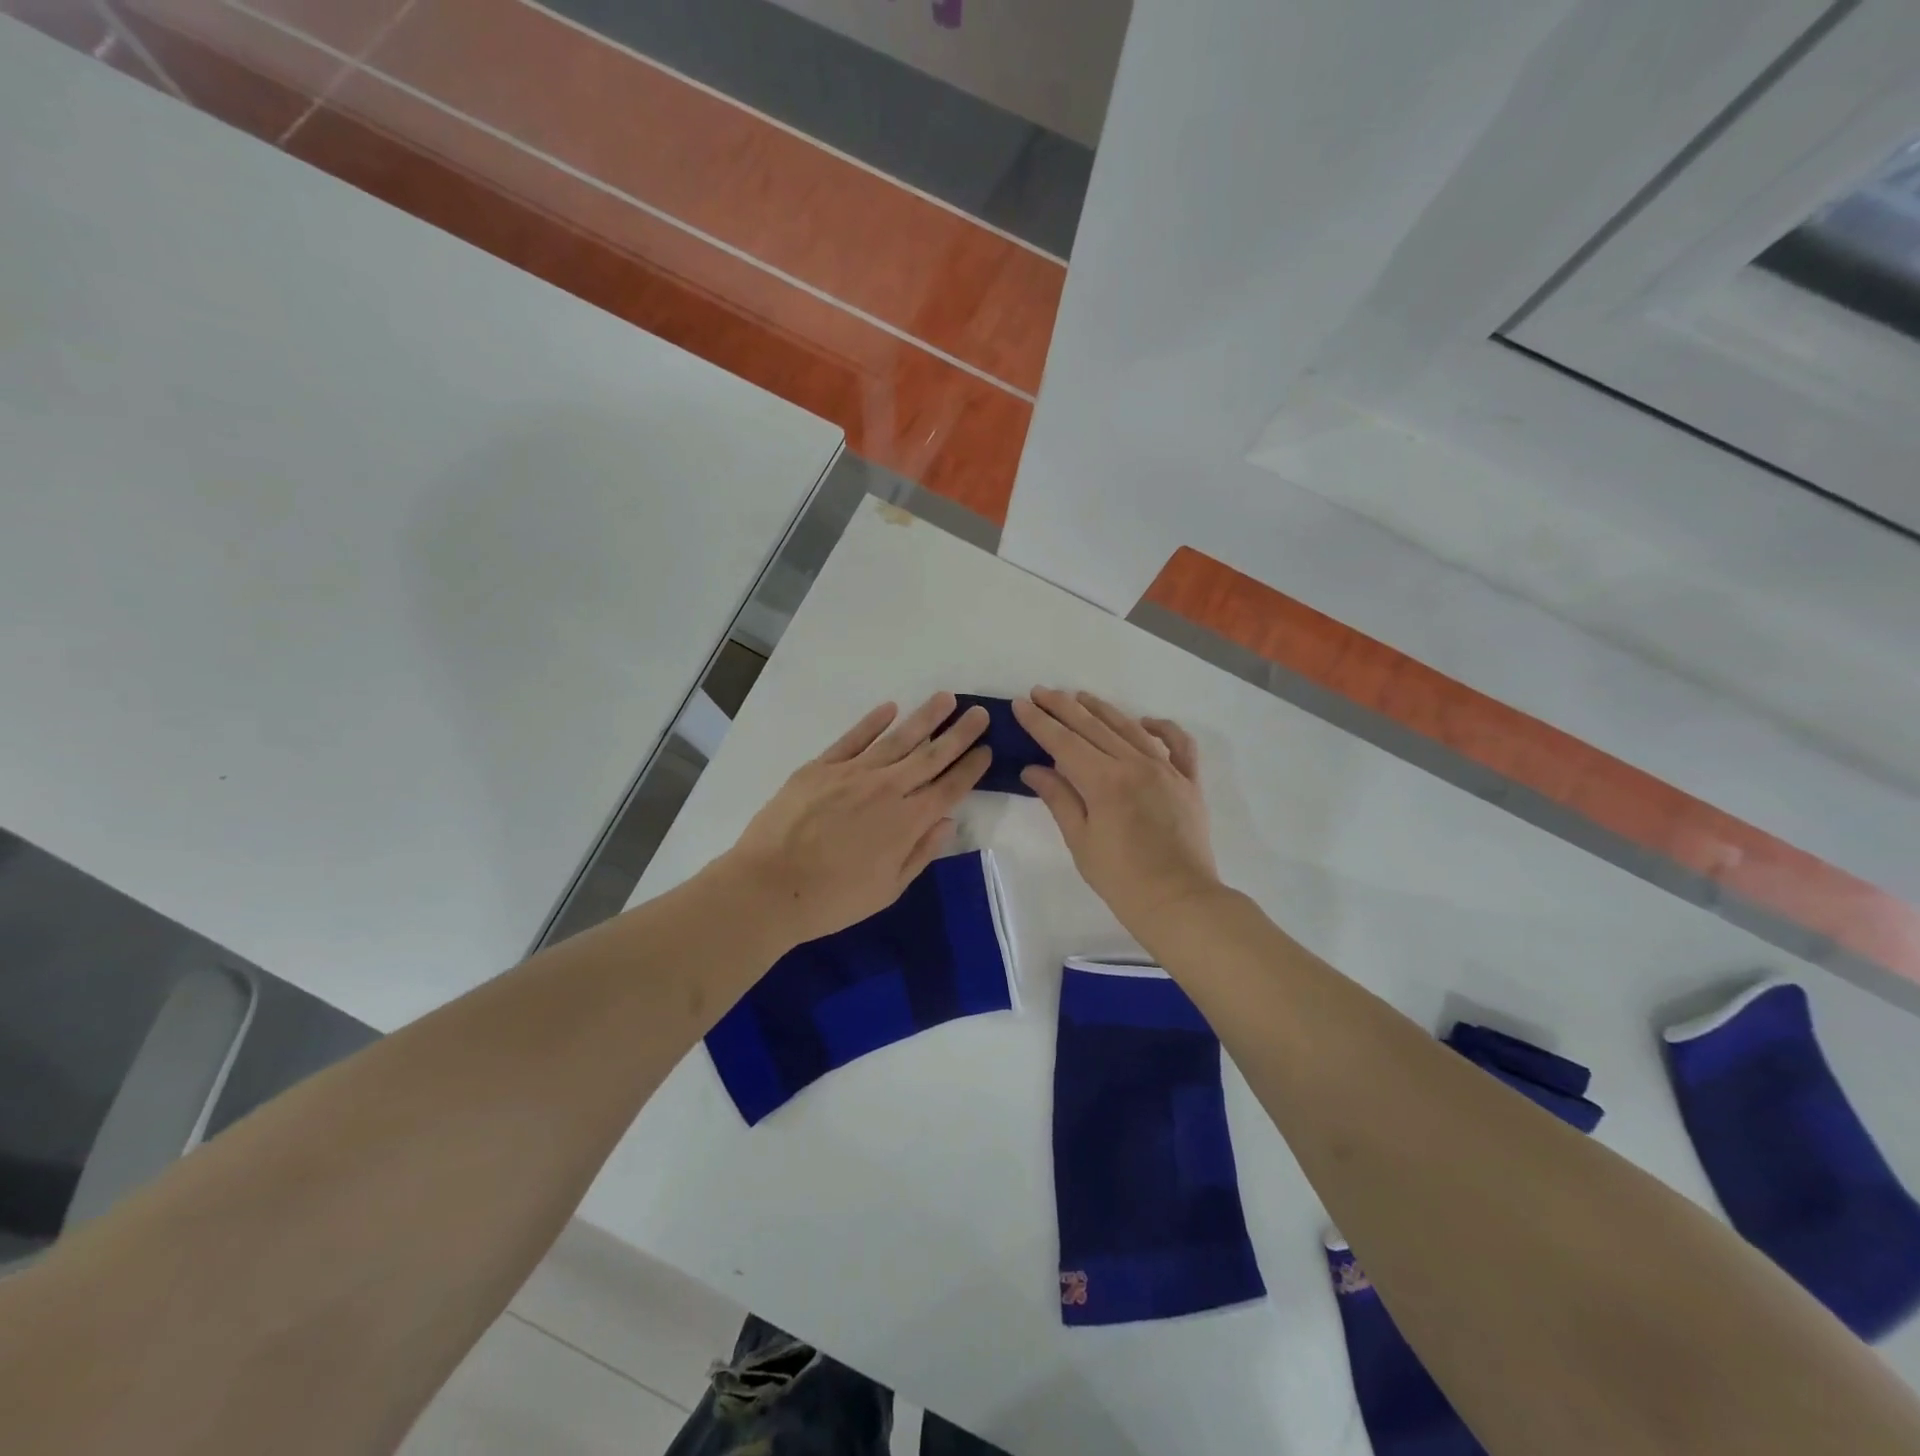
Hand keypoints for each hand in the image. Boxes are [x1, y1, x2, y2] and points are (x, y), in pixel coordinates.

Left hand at [723, 692, 990, 947]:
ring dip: (925, 717)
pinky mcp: (821, 767)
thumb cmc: (833, 899)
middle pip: (931, 755)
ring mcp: (853, 773)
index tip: (987, 749)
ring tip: (945, 699)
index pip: (950, 788)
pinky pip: (853, 738)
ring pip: (898, 739)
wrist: (769, 887)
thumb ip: (921, 852)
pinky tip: (890, 708)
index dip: (971, 767)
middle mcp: (887, 789)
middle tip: (979, 713)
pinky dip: (873, 722)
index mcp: (908, 822)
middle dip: (959, 733)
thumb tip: (947, 821)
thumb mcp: (888, 889)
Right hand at [1012, 688, 1220, 936]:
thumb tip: (1033, 769)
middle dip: (1064, 707)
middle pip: (1094, 727)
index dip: (1040, 722)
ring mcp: (1166, 769)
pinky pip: (1179, 745)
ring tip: (1080, 697)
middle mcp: (1135, 764)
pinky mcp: (1189, 782)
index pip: (1064, 742)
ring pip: (1130, 728)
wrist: (1179, 901)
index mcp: (1104, 780)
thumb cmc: (1121, 879)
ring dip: (1102, 710)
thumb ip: (1059, 798)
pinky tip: (1145, 721)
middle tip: (1041, 692)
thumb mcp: (1081, 841)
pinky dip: (1163, 728)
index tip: (1021, 703)